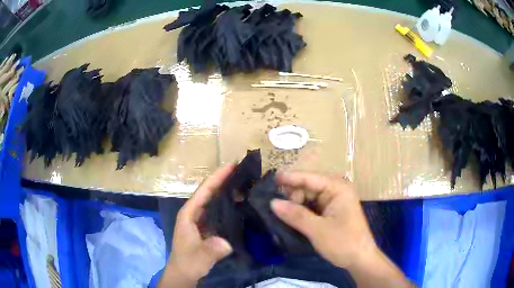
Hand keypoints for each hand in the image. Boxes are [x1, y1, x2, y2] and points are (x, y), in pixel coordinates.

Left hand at [160, 165, 234, 287]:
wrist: (184, 273)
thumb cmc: (188, 262)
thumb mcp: (199, 257)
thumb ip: (211, 250)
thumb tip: (226, 242)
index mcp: (189, 214)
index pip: (204, 191)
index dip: (217, 177)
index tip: (232, 165)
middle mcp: (193, 213)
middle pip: (209, 192)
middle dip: (224, 180)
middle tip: (243, 172)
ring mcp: (200, 220)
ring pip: (213, 201)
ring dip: (227, 191)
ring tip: (245, 184)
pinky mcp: (206, 227)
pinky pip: (217, 211)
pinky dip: (227, 205)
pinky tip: (240, 205)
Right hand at [271, 171, 411, 287]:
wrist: (360, 260)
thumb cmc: (343, 243)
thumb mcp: (318, 230)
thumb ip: (296, 215)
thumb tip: (272, 203)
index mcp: (338, 188)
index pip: (310, 178)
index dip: (290, 177)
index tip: (271, 180)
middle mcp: (336, 190)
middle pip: (308, 186)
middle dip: (292, 195)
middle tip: (277, 209)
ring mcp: (333, 201)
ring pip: (308, 197)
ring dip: (295, 204)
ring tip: (281, 215)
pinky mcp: (330, 212)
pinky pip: (311, 207)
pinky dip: (300, 211)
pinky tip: (290, 217)